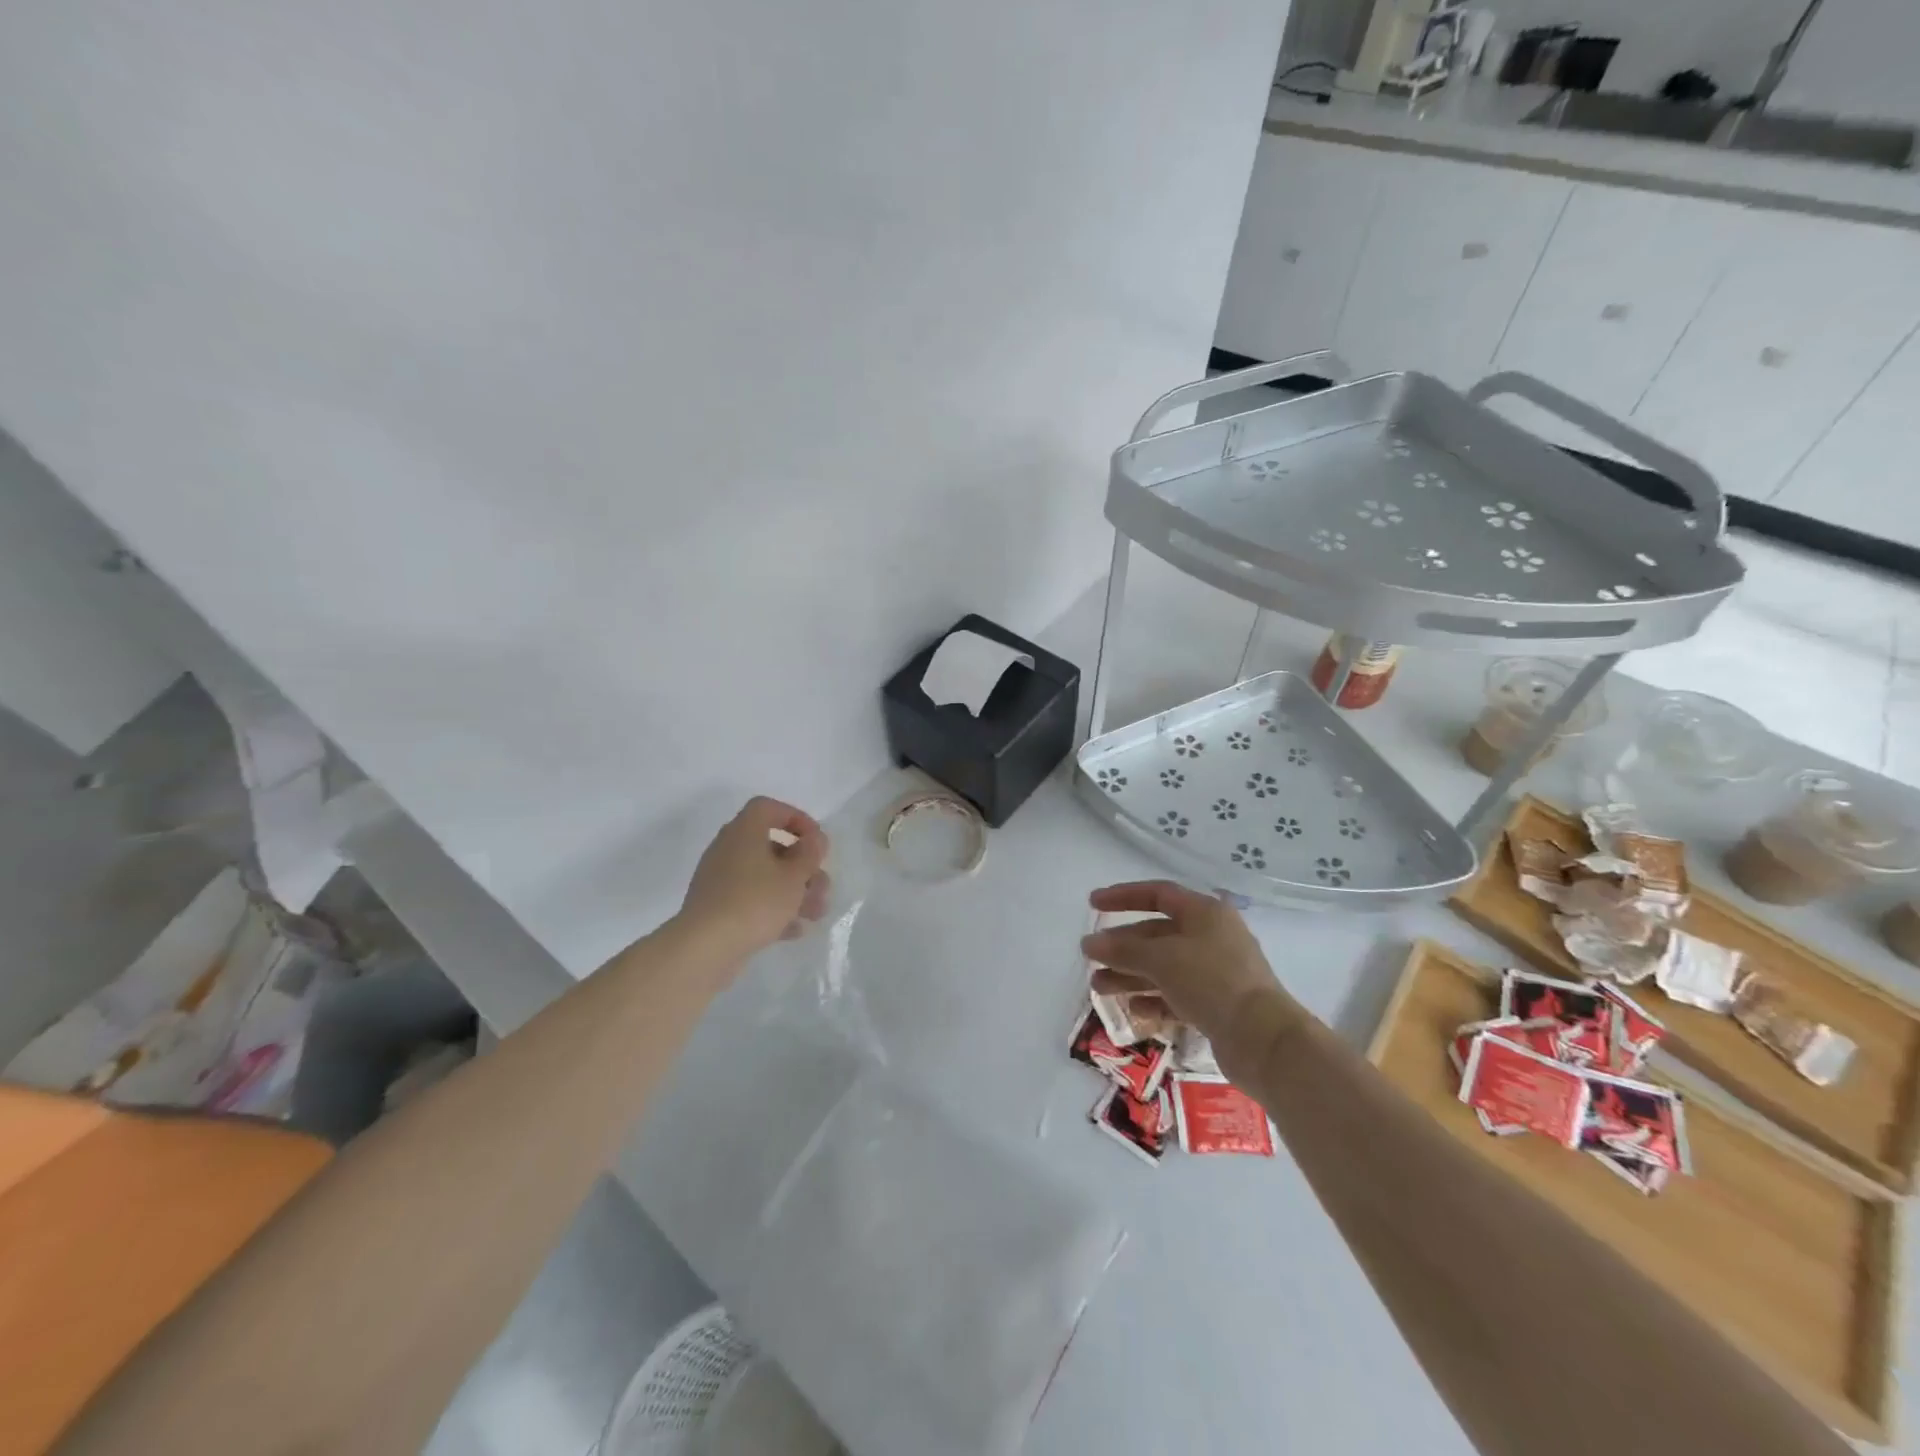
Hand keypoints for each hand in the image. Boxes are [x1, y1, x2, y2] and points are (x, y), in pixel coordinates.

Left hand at [678, 797, 830, 957]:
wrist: (705, 947)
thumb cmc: (755, 901)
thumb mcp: (794, 875)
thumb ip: (810, 853)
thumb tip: (814, 839)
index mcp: (744, 832)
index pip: (768, 808)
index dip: (796, 818)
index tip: (816, 841)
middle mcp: (728, 849)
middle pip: (772, 847)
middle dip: (802, 867)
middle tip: (821, 885)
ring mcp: (720, 880)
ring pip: (764, 877)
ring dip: (793, 891)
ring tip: (815, 914)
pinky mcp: (716, 908)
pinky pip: (751, 900)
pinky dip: (773, 910)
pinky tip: (793, 931)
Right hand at [1080, 881, 1293, 1045]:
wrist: (1263, 1040)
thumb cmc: (1211, 981)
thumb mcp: (1161, 959)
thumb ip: (1122, 950)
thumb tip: (1090, 943)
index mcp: (1205, 913)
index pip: (1158, 894)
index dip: (1123, 896)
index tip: (1093, 904)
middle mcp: (1212, 936)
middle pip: (1157, 934)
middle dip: (1122, 946)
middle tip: (1091, 957)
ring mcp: (1216, 972)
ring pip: (1164, 967)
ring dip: (1130, 975)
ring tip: (1098, 988)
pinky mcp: (1218, 1004)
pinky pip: (1177, 994)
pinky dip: (1153, 999)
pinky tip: (1132, 1009)